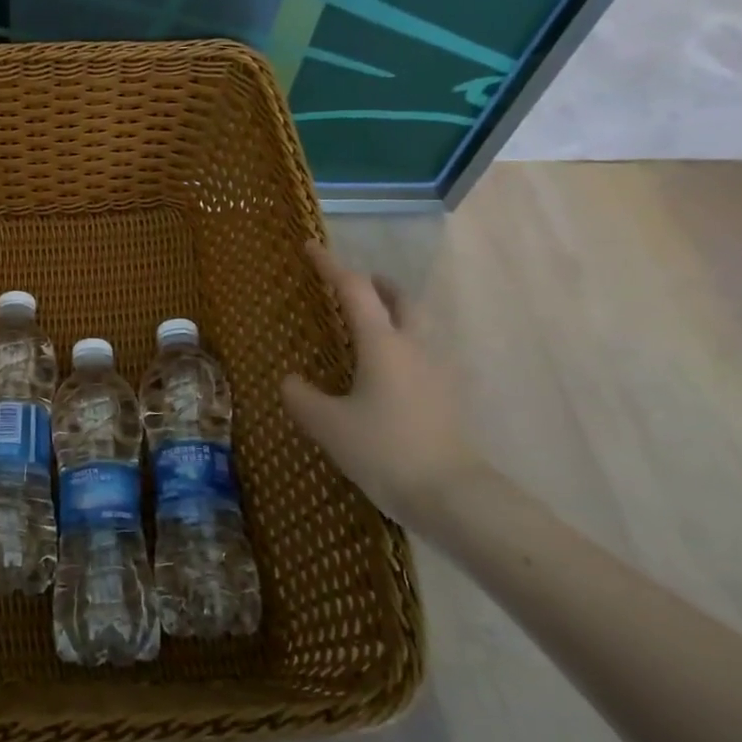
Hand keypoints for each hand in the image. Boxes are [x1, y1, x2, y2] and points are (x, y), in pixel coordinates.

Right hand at [280, 242, 482, 534]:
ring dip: (394, 313)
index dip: (330, 265)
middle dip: (377, 285)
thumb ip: (301, 397)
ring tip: (369, 328)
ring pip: (417, 325)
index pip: (354, 290)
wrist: (451, 494)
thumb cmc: (384, 450)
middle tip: (355, 286)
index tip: (311, 247)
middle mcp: (414, 347)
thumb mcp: (328, 425)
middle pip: (400, 299)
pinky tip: (387, 374)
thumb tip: (290, 380)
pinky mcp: (447, 396)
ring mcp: (437, 371)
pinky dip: (403, 346)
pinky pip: (423, 354)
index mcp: (382, 344)